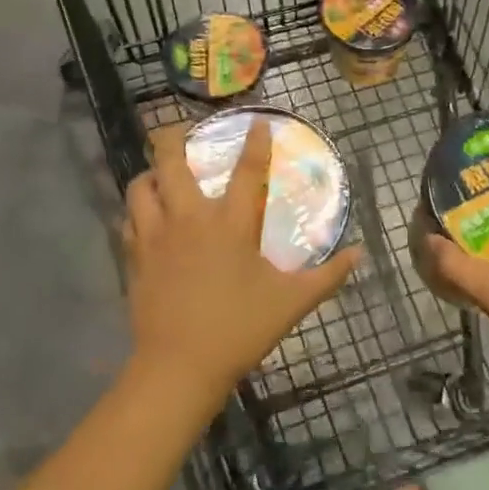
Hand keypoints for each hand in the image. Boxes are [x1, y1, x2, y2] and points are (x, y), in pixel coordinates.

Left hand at [123, 121, 360, 409]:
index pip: (246, 171)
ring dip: (149, 174)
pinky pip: (129, 221)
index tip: (258, 122)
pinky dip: (137, 211)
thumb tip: (359, 253)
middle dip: (170, 138)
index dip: (255, 143)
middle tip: (176, 130)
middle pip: (170, 162)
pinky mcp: (135, 259)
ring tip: (159, 174)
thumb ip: (328, 275)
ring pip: (140, 187)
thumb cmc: (239, 328)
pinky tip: (145, 217)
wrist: (179, 367)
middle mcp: (188, 219)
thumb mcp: (292, 302)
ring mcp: (156, 237)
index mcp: (229, 224)